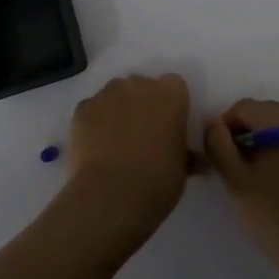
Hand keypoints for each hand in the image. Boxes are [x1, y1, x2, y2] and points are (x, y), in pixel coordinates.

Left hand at [60, 73, 193, 253]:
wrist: (113, 194)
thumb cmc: (158, 180)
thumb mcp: (182, 168)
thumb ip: (186, 154)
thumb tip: (195, 161)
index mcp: (170, 94)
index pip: (173, 85)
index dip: (170, 104)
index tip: (167, 124)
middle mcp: (139, 84)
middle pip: (141, 86)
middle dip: (141, 104)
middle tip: (141, 134)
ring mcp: (107, 94)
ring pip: (114, 95)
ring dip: (116, 110)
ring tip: (115, 142)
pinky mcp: (83, 108)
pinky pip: (91, 109)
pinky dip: (94, 122)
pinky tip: (96, 147)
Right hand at [203, 99, 278, 278]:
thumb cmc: (278, 218)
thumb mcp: (237, 181)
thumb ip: (218, 145)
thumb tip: (211, 121)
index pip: (243, 107)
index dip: (222, 128)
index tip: (216, 159)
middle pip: (262, 114)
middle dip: (241, 134)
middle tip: (229, 169)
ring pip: (278, 130)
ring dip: (258, 145)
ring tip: (248, 179)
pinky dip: (276, 154)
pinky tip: (270, 185)